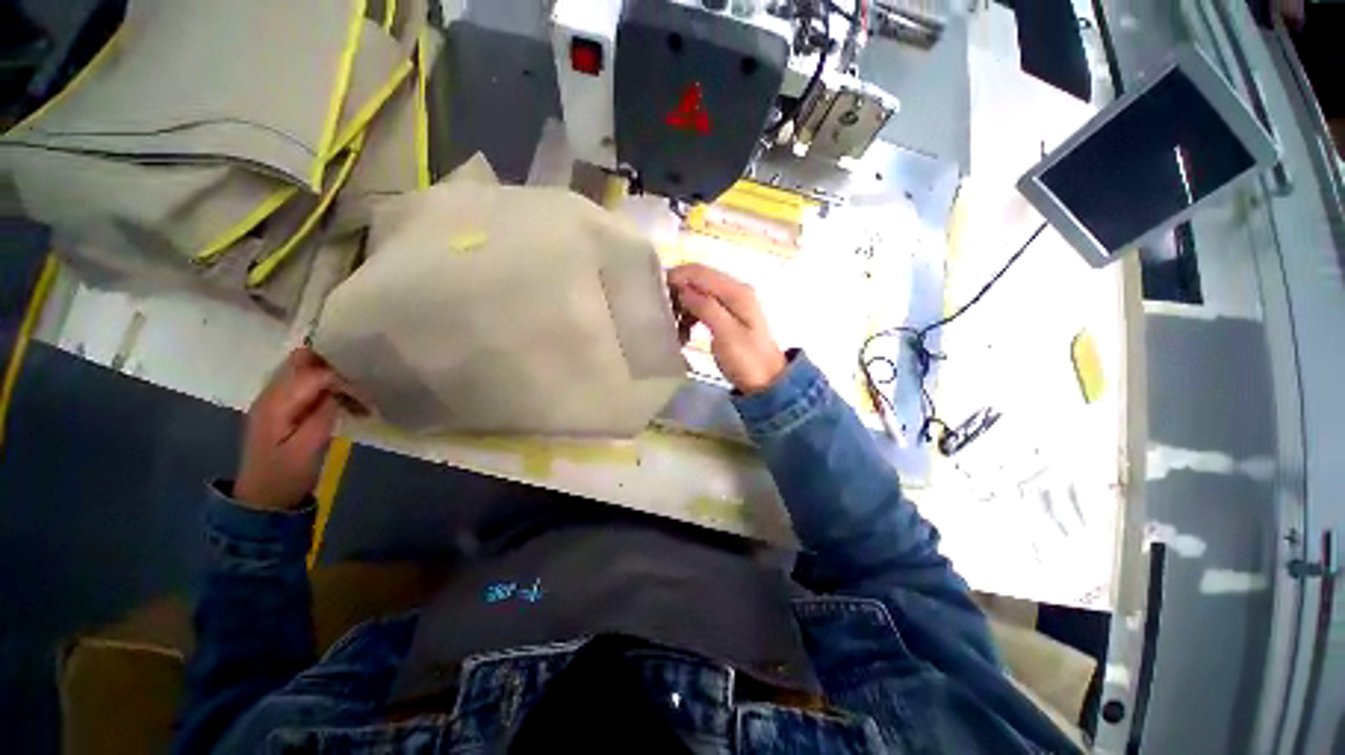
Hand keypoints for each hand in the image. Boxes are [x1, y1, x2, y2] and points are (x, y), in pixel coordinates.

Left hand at [235, 348, 356, 509]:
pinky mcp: (285, 407)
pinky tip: (347, 403)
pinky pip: (309, 385)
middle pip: (303, 362)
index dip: (341, 379)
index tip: (365, 395)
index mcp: (276, 404)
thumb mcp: (306, 449)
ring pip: (307, 371)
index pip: (312, 374)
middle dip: (336, 366)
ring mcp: (277, 400)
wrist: (264, 497)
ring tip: (360, 399)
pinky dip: (331, 388)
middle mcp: (272, 394)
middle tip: (363, 384)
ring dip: (336, 378)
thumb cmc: (286, 475)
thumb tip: (339, 392)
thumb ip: (321, 416)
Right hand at [667, 263, 787, 394]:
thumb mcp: (726, 335)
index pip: (700, 272)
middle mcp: (735, 291)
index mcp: (737, 292)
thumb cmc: (747, 361)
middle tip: (663, 315)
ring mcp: (731, 303)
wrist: (767, 382)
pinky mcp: (727, 315)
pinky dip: (690, 316)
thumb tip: (683, 288)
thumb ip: (706, 308)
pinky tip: (684, 333)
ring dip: (683, 307)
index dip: (676, 277)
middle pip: (698, 280)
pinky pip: (702, 307)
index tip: (656, 294)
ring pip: (698, 294)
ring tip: (673, 328)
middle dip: (678, 293)